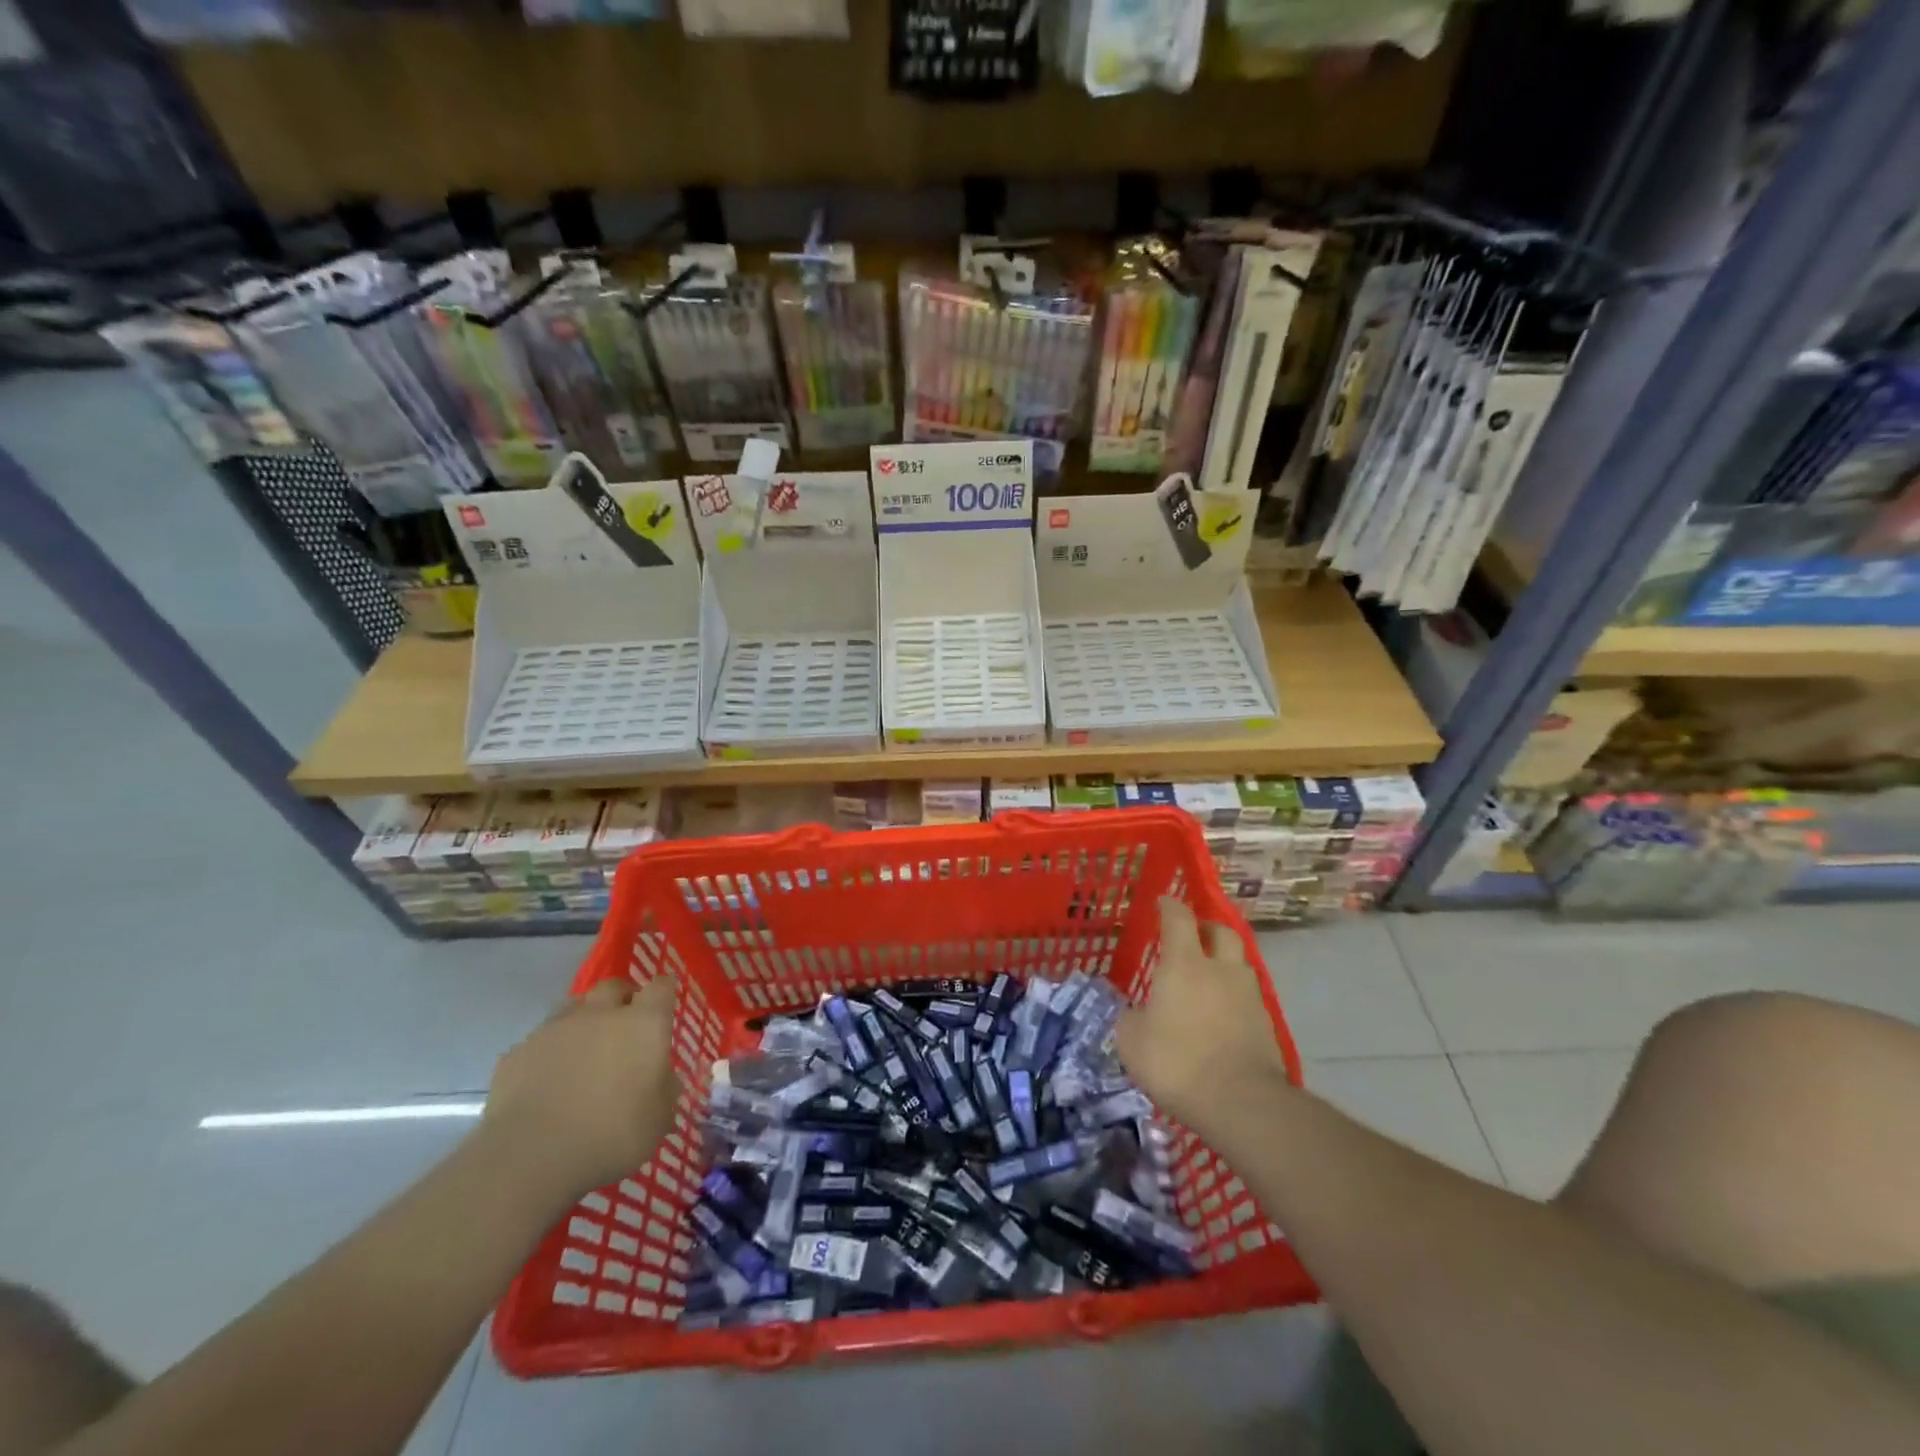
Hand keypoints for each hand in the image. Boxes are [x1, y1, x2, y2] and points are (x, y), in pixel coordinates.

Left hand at [482, 975, 680, 1199]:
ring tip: (585, 1052)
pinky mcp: (517, 1053)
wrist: (530, 1158)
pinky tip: (548, 1082)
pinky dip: (549, 1053)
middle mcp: (600, 1014)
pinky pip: (540, 1042)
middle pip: (614, 987)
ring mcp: (555, 1029)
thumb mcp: (660, 1118)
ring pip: (575, 1009)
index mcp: (643, 1023)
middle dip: (623, 999)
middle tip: (626, 1026)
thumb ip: (665, 1088)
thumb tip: (662, 1076)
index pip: (661, 987)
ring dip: (585, 1022)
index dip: (664, 994)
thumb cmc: (612, 1134)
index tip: (664, 1010)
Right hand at [1116, 897, 1291, 1135]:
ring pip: (1238, 965)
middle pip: (1221, 932)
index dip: (1170, 906)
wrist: (1241, 1103)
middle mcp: (1221, 970)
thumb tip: (1134, 1012)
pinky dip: (1233, 1000)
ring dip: (1223, 964)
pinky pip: (1247, 999)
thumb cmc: (1177, 1061)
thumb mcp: (1132, 1041)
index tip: (1163, 902)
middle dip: (1206, 929)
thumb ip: (1131, 1018)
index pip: (1179, 918)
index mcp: (1184, 964)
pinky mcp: (1266, 1026)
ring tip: (1207, 981)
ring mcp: (1249, 997)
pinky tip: (1220, 1018)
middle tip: (1192, 937)